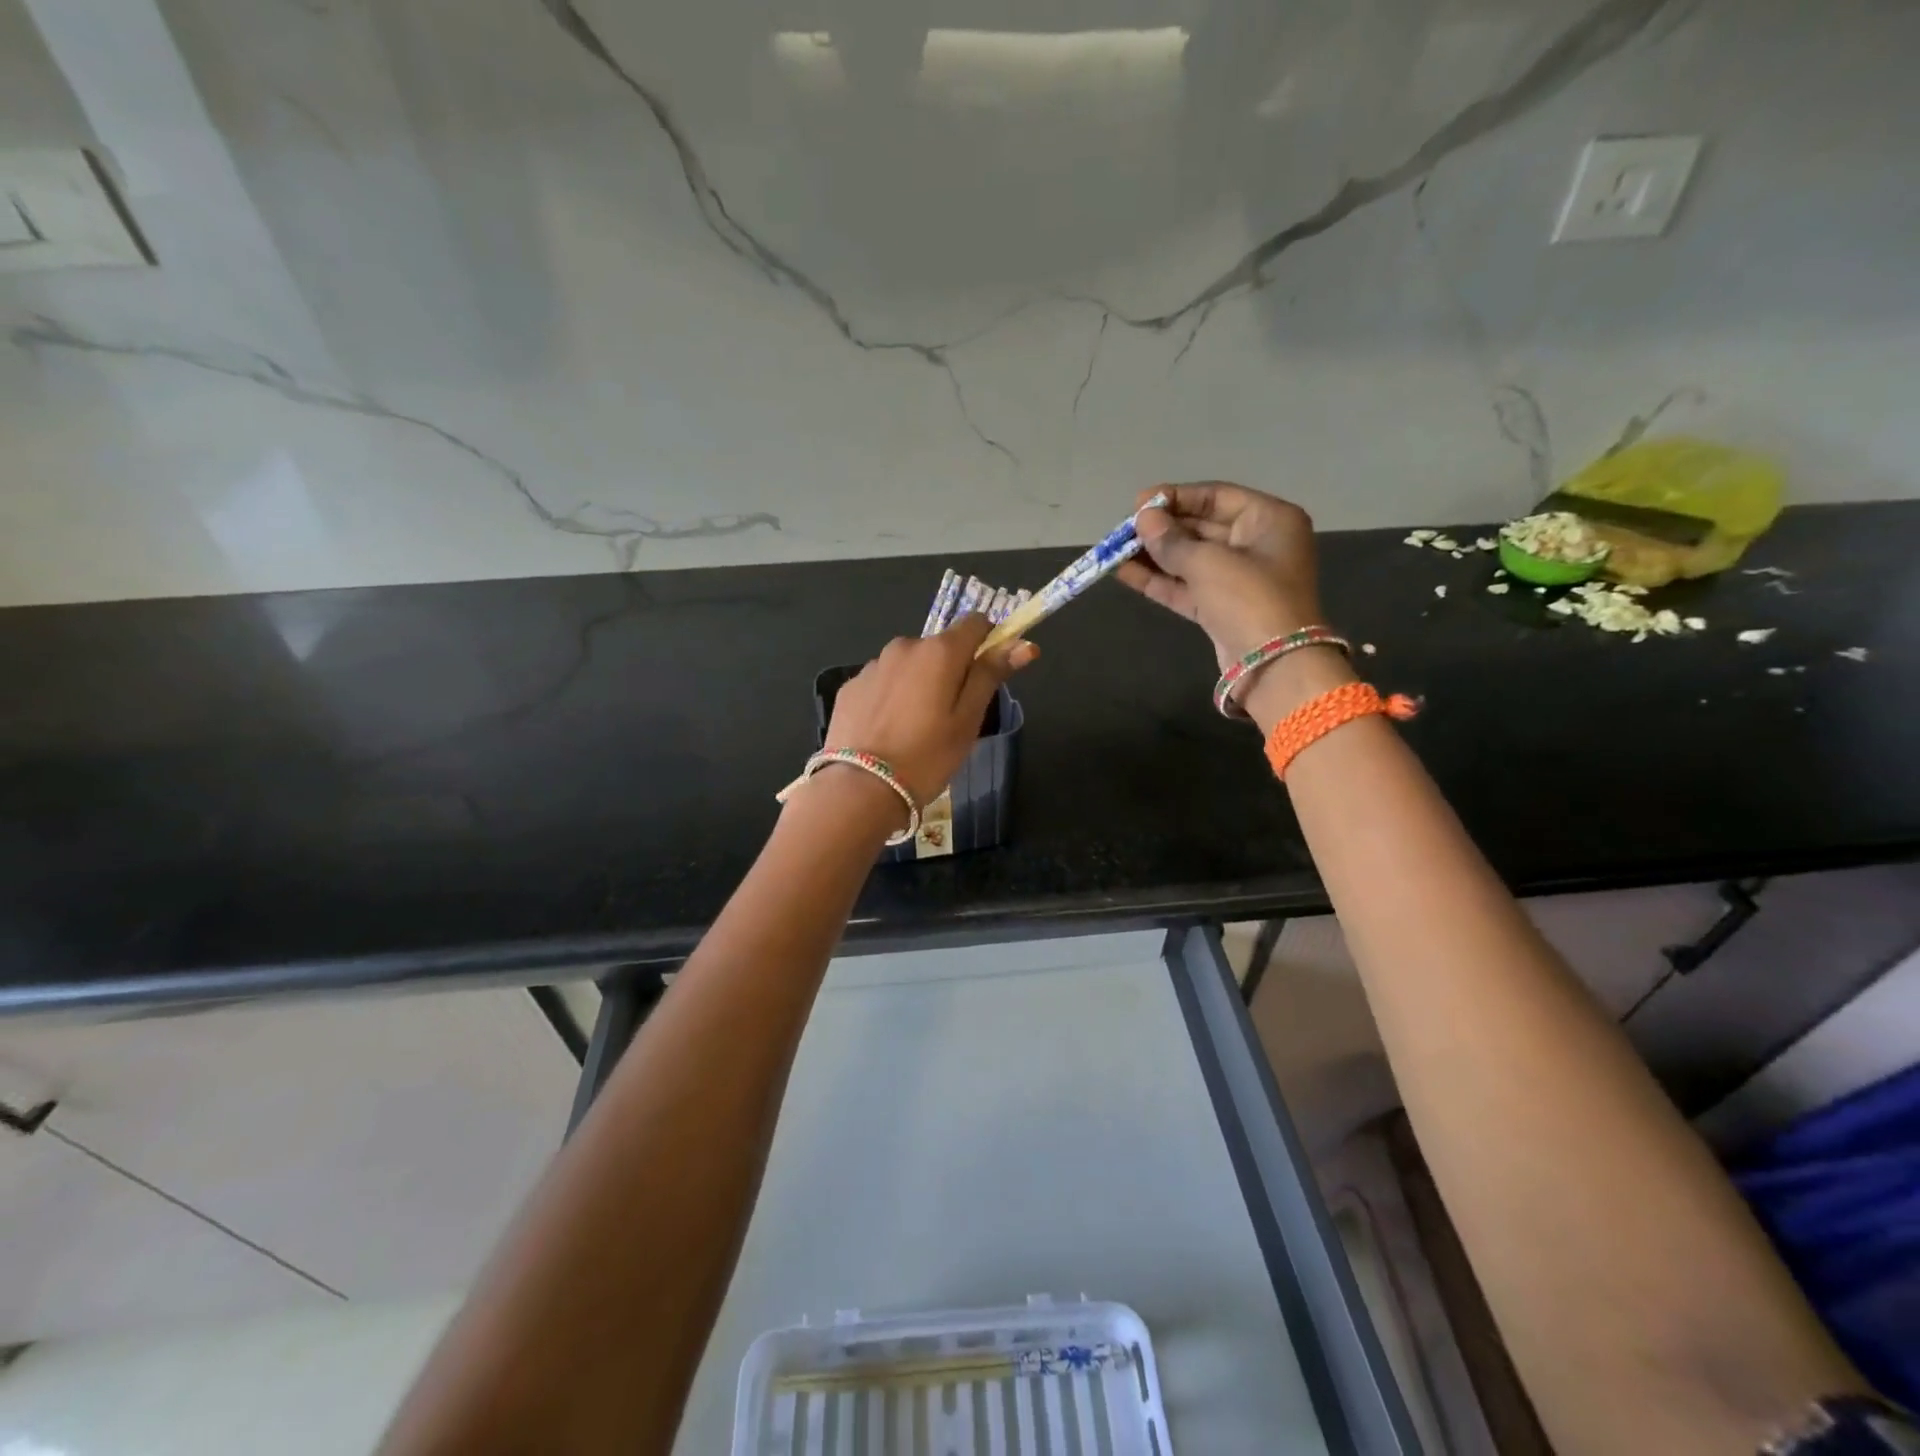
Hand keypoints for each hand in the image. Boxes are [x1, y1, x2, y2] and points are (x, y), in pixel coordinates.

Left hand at [819, 615, 1037, 813]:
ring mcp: (873, 665)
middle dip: (950, 670)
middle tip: (951, 716)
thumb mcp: (968, 720)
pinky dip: (891, 697)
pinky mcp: (851, 687)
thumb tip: (1022, 643)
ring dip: (918, 683)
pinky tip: (888, 731)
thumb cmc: (927, 757)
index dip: (988, 643)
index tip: (988, 674)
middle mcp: (904, 646)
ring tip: (915, 728)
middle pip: (939, 647)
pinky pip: (882, 682)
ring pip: (909, 665)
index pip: (975, 623)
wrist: (860, 788)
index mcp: (939, 651)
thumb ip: (991, 675)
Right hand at [1115, 483, 1323, 668]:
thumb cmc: (1249, 599)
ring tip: (1115, 551)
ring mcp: (1239, 579)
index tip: (1139, 503)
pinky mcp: (1222, 608)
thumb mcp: (1208, 563)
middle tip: (1123, 530)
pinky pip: (1187, 586)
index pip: (1216, 497)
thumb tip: (1143, 520)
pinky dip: (1159, 580)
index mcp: (1269, 520)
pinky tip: (1124, 573)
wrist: (1273, 665)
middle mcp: (1257, 544)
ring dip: (1154, 555)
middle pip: (1202, 528)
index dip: (1175, 498)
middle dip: (1161, 529)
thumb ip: (1171, 540)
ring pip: (1190, 559)